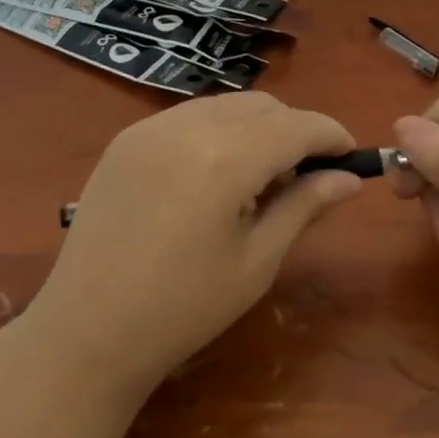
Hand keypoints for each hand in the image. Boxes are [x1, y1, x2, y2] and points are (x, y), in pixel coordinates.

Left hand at [26, 93, 361, 393]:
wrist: (87, 331)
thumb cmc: (183, 308)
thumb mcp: (256, 262)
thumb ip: (304, 207)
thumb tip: (349, 179)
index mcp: (226, 158)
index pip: (296, 126)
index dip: (331, 135)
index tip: (351, 156)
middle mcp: (188, 126)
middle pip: (262, 107)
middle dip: (294, 130)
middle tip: (304, 177)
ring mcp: (151, 127)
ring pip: (225, 105)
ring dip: (256, 127)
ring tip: (257, 178)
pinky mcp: (127, 137)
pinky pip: (189, 116)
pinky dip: (216, 131)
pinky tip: (212, 175)